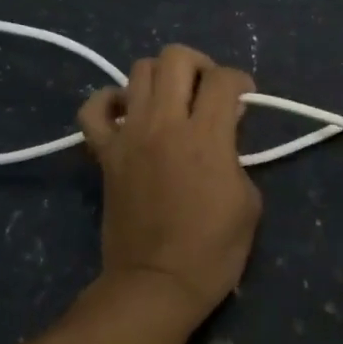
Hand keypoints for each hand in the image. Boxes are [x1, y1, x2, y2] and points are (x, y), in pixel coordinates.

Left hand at [77, 45, 261, 332]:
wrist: (156, 286)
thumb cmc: (213, 250)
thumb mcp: (249, 201)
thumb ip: (237, 154)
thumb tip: (225, 128)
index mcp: (206, 137)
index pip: (223, 79)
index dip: (240, 81)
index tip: (243, 99)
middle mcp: (165, 124)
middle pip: (176, 57)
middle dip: (199, 65)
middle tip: (207, 91)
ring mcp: (129, 135)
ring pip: (138, 70)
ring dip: (161, 77)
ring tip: (172, 101)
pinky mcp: (105, 153)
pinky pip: (93, 109)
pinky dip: (109, 101)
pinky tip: (127, 113)